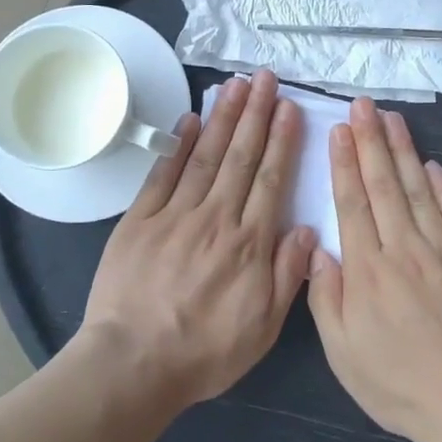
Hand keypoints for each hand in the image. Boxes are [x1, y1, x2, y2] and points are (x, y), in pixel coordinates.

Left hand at [80, 69, 315, 409]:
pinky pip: (163, 174)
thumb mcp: (262, 328)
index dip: (282, 141)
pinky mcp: (140, 219)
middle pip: (240, 157)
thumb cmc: (204, 352)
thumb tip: (308, 229)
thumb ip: (288, 275)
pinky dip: (177, 144)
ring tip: (235, 85)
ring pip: (205, 155)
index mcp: (249, 243)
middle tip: (265, 77)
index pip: (270, 180)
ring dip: (222, 117)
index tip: (289, 107)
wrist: (133, 364)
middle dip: (256, 114)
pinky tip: (189, 118)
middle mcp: (216, 218)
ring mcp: (175, 215)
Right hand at [307, 99, 441, 441]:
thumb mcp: (343, 353)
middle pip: (384, 184)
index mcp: (367, 269)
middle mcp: (404, 248)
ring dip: (404, 151)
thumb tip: (318, 248)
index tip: (339, 130)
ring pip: (419, 190)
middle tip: (363, 105)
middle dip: (371, 140)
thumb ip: (326, 297)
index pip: (353, 203)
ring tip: (392, 119)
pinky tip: (434, 166)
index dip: (344, 163)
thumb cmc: (399, 384)